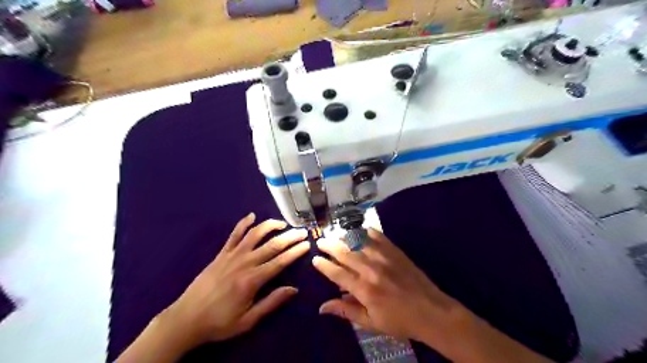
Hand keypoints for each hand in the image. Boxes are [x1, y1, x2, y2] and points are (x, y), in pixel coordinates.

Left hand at [164, 213, 308, 345]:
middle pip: (272, 245)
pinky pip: (234, 234)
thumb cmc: (220, 322)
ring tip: (283, 223)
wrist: (186, 319)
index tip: (307, 244)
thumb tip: (293, 289)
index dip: (295, 252)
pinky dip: (243, 223)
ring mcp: (231, 256)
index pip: (280, 261)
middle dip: (290, 237)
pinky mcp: (221, 254)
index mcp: (252, 280)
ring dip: (270, 226)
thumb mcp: (248, 320)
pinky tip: (251, 215)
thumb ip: (271, 302)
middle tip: (303, 231)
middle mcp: (244, 263)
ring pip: (255, 234)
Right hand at [312, 229, 465, 344]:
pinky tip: (360, 230)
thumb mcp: (371, 322)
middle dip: (330, 246)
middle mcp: (370, 269)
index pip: (337, 273)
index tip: (315, 259)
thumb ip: (346, 311)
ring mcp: (383, 257)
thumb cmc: (399, 320)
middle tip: (320, 241)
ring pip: (358, 242)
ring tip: (335, 234)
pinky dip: (367, 231)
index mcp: (363, 288)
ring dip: (344, 237)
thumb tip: (322, 307)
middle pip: (345, 253)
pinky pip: (377, 236)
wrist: (431, 311)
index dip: (324, 265)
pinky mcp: (395, 251)